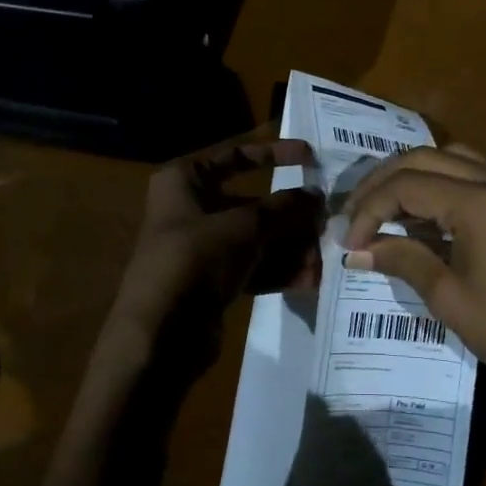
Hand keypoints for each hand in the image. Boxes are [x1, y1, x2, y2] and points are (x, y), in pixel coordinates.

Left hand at [105, 137, 323, 358]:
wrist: (160, 331)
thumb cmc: (196, 258)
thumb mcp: (245, 225)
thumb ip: (284, 207)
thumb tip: (317, 195)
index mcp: (185, 180)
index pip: (235, 155)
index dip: (274, 154)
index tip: (311, 158)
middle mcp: (190, 209)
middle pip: (251, 204)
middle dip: (290, 216)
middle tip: (326, 222)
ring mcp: (200, 247)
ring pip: (255, 238)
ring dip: (290, 247)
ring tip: (322, 259)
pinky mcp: (210, 281)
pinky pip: (251, 267)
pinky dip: (277, 270)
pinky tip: (308, 280)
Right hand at [342, 147, 485, 395]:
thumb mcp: (447, 296)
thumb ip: (402, 259)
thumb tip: (358, 250)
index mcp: (479, 202)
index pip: (407, 185)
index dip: (369, 209)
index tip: (349, 241)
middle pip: (424, 158)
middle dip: (382, 183)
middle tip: (353, 213)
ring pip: (448, 157)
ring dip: (410, 175)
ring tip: (381, 205)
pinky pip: (470, 172)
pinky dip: (438, 181)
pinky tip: (419, 210)